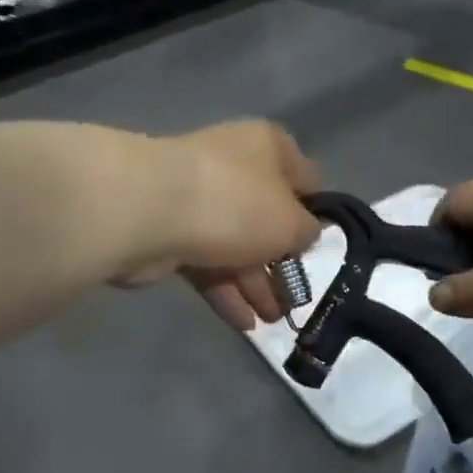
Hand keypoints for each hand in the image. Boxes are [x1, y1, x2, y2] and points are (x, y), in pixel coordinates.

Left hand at [119, 121, 322, 329]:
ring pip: (237, 245)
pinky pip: (208, 264)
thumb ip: (307, 231)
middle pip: (267, 218)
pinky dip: (226, 292)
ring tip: (273, 321)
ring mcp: (200, 200)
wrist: (149, 212)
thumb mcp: (291, 222)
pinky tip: (244, 323)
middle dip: (282, 261)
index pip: (304, 177)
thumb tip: (304, 234)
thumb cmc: (236, 206)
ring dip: (256, 284)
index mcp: (268, 148)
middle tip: (297, 297)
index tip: (323, 245)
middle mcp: (235, 166)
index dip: (316, 212)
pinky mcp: (172, 232)